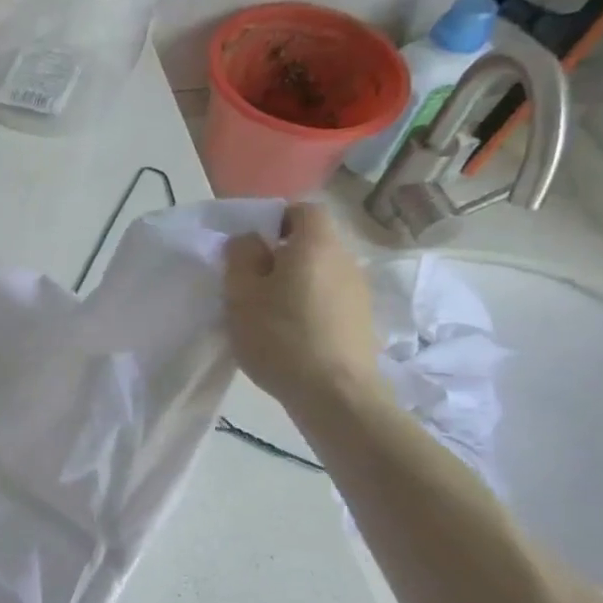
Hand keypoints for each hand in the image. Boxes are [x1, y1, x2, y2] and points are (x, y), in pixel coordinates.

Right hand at [224, 203, 384, 414]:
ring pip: (320, 272)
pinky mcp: (361, 319)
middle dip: (282, 255)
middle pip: (312, 242)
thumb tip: (249, 240)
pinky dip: (310, 306)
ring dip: (295, 283)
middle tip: (251, 283)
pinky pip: (329, 298)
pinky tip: (291, 334)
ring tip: (268, 313)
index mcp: (316, 244)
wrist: (335, 393)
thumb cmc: (281, 337)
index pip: (302, 209)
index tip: (251, 247)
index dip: (276, 220)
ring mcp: (358, 290)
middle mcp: (345, 258)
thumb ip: (241, 259)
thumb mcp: (242, 296)